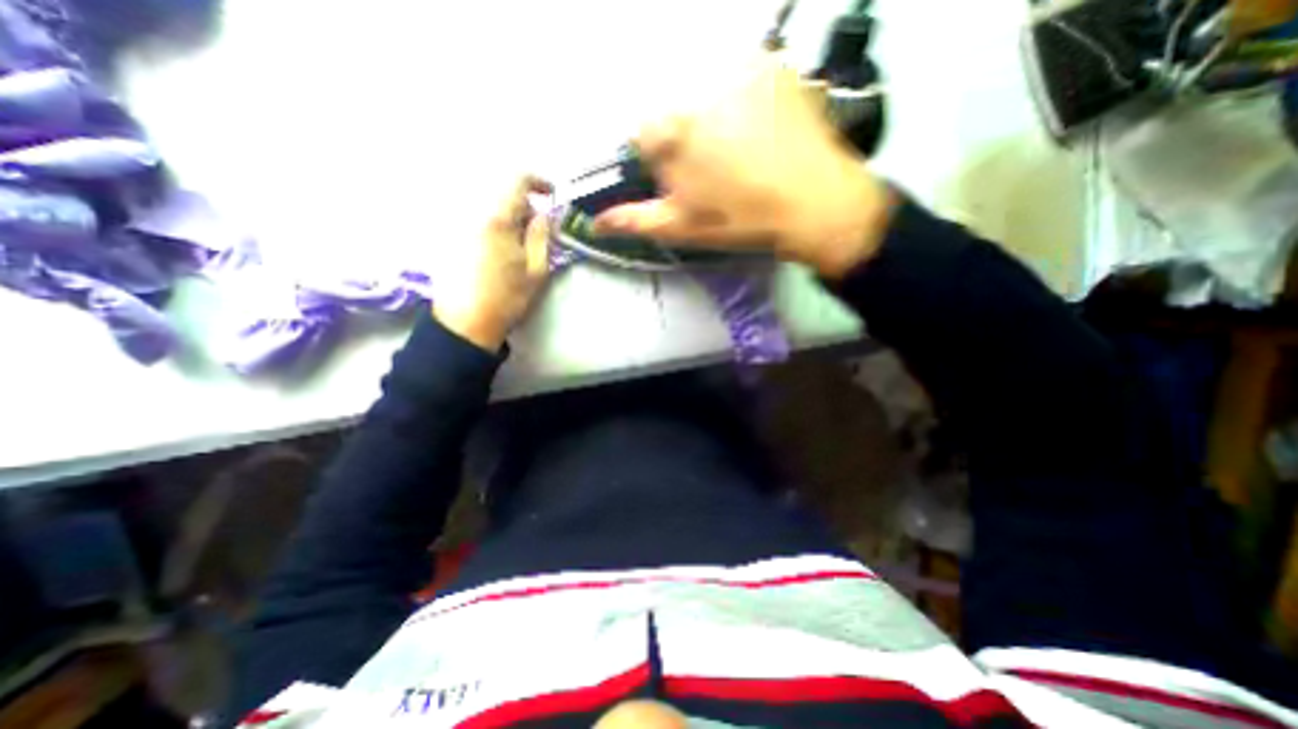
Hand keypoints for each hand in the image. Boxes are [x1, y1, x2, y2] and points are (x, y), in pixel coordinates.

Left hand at [428, 174, 550, 345]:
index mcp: (498, 219)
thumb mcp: (536, 270)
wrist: (466, 323)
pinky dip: (494, 226)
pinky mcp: (450, 239)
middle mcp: (473, 213)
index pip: (517, 180)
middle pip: (502, 193)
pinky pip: (476, 219)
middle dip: (526, 206)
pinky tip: (499, 252)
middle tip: (539, 231)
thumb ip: (542, 236)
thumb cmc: (506, 298)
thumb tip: (545, 214)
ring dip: (510, 217)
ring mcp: (458, 225)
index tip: (551, 196)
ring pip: (489, 207)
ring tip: (519, 244)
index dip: (538, 182)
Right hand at [592, 58, 899, 276]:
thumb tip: (596, 222)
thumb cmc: (740, 219)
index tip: (683, 182)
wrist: (815, 203)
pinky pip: (737, 78)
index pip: (640, 137)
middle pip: (670, 111)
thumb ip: (633, 220)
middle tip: (714, 170)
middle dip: (682, 140)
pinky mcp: (770, 62)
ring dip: (709, 118)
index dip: (658, 163)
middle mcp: (693, 84)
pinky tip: (757, 130)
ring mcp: (735, 66)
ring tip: (739, 152)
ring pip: (702, 91)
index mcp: (667, 128)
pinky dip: (738, 100)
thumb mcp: (681, 226)